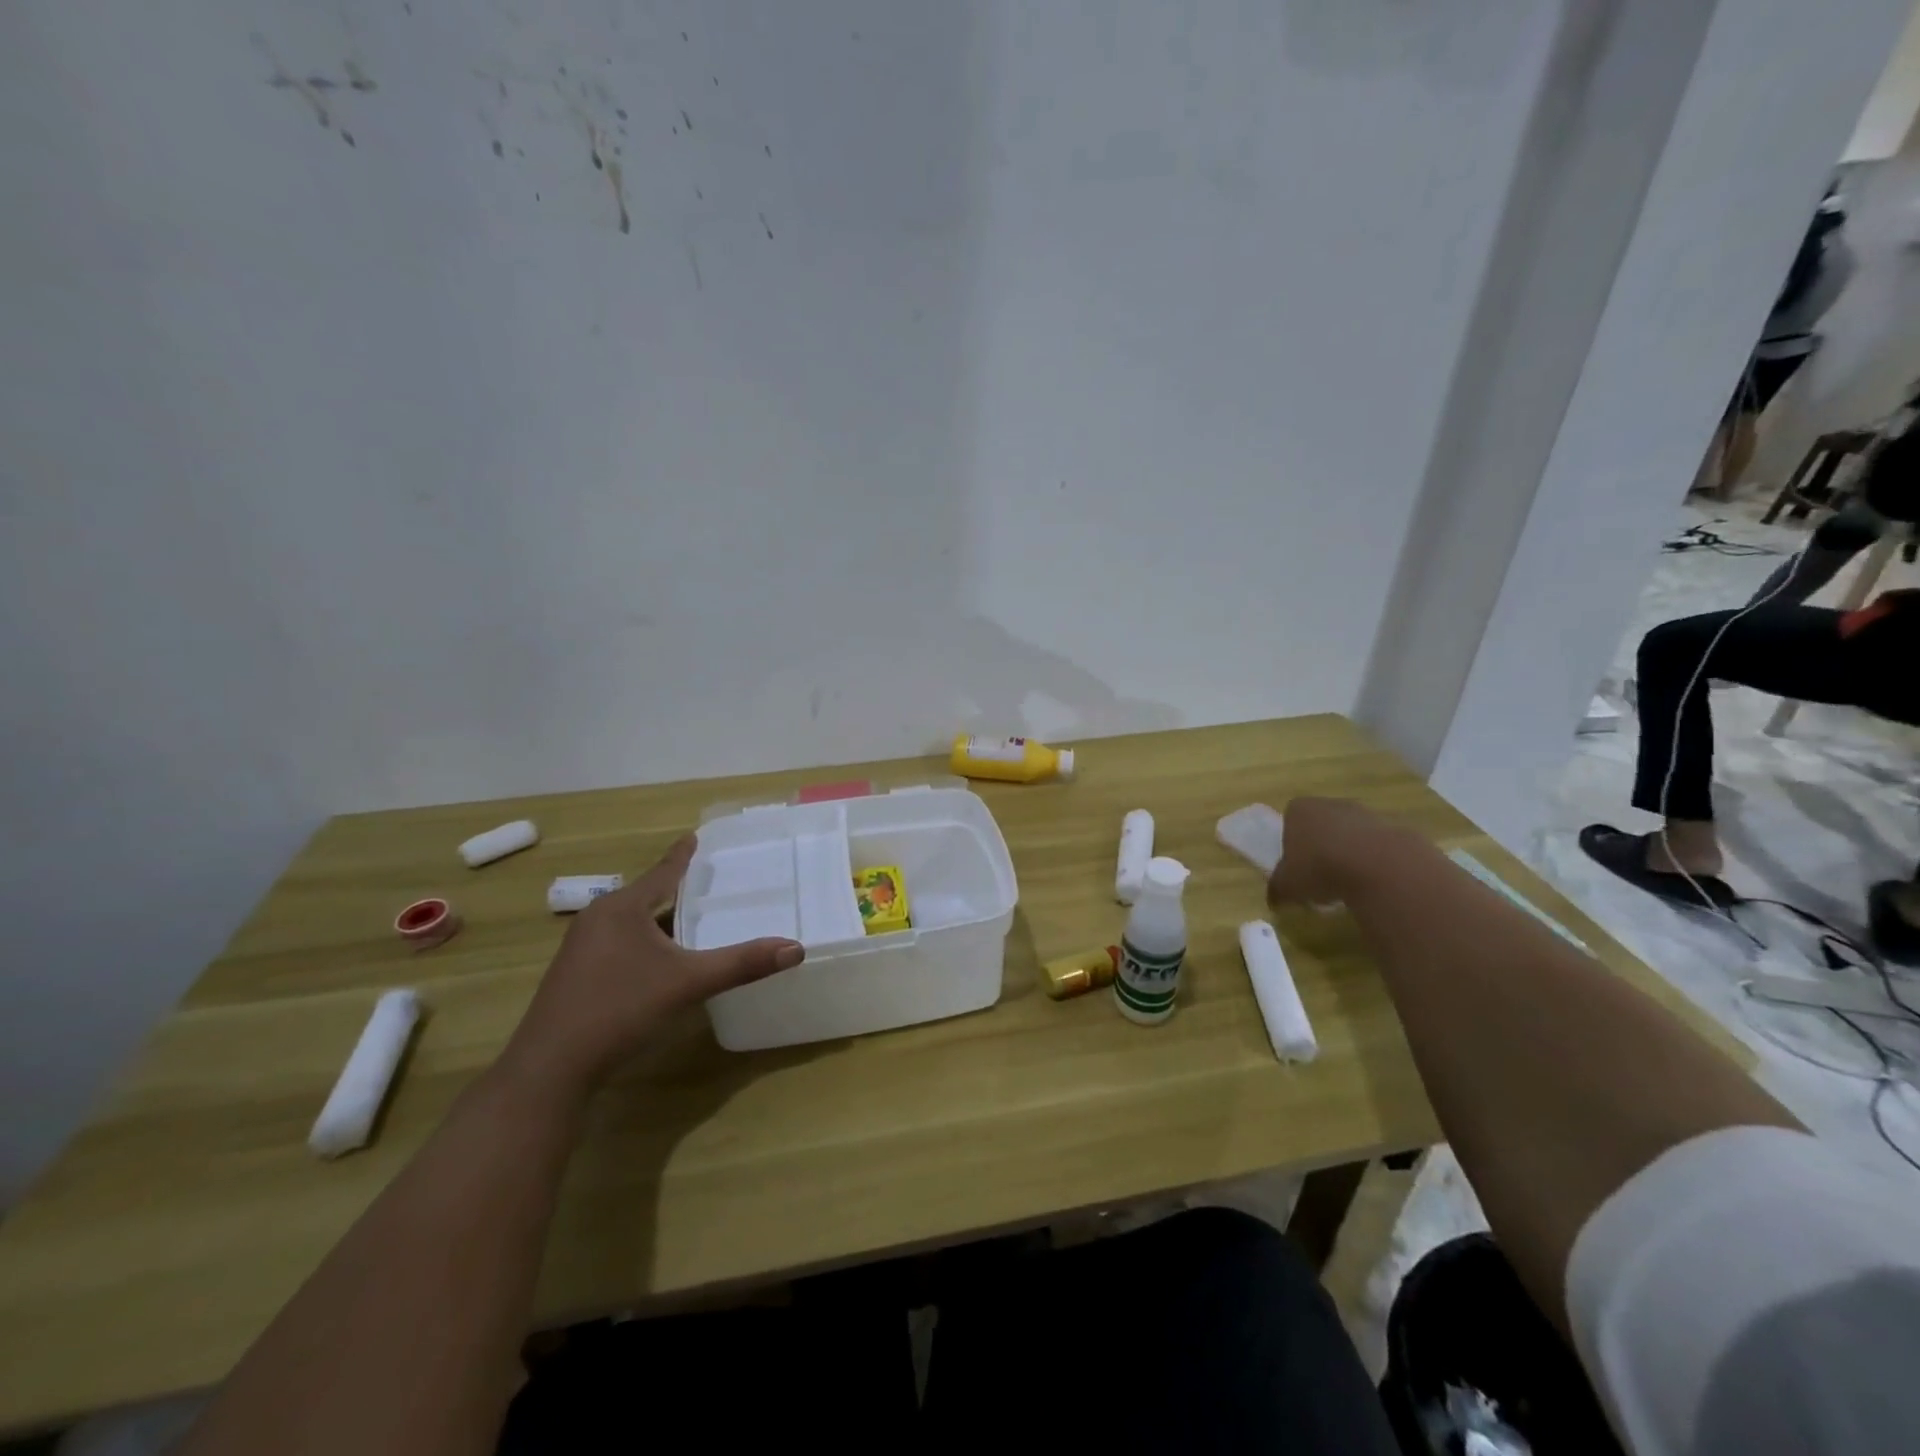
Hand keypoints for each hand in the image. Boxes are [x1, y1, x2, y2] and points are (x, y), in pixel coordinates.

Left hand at [500, 835, 803, 1094]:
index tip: (695, 836)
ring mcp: (581, 949)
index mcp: (622, 908)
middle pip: (646, 895)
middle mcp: (598, 919)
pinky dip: (646, 942)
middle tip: (710, 881)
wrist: (550, 1069)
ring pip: (632, 922)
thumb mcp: (688, 983)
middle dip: (676, 889)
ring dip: (660, 919)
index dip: (683, 855)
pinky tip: (662, 959)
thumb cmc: (620, 1010)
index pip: (662, 871)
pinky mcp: (576, 975)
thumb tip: (796, 949)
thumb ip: (742, 964)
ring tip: (693, 918)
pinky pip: (620, 943)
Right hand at [1265, 797, 1395, 910]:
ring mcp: (1364, 813)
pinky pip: (1376, 846)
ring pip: (1350, 834)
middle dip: (1320, 846)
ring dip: (1348, 853)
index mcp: (1299, 810)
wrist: (1378, 866)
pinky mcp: (1393, 827)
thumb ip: (1277, 889)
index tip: (1296, 865)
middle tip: (1320, 875)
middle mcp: (1330, 804)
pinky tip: (1372, 881)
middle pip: (1321, 825)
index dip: (1292, 843)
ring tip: (1348, 883)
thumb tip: (1273, 899)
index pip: (1290, 820)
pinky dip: (1373, 861)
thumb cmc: (1319, 868)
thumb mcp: (1287, 885)